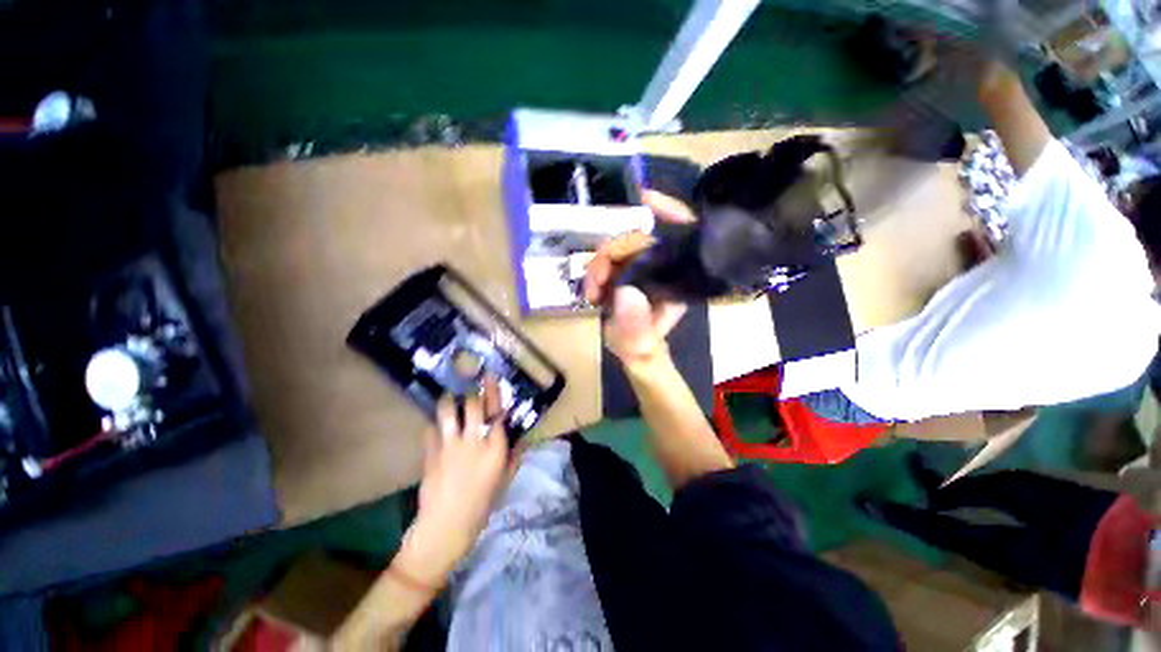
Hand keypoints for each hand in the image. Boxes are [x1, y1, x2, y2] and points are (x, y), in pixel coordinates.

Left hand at [401, 378, 508, 584]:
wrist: (445, 528)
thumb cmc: (481, 507)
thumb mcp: (504, 482)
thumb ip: (514, 457)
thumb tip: (520, 438)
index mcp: (494, 448)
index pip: (496, 411)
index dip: (493, 391)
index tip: (490, 377)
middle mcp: (473, 441)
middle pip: (471, 405)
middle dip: (472, 391)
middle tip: (471, 385)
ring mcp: (449, 445)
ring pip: (447, 411)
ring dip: (449, 400)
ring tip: (450, 396)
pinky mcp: (430, 453)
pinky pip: (430, 429)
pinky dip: (434, 424)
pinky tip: (436, 425)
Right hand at [583, 190, 694, 368]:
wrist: (630, 349)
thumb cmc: (643, 345)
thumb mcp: (640, 342)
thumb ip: (636, 327)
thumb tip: (626, 293)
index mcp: (677, 276)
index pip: (681, 233)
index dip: (668, 211)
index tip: (643, 199)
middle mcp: (661, 264)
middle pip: (640, 237)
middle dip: (613, 251)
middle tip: (596, 281)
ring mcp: (641, 264)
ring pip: (618, 245)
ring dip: (599, 264)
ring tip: (592, 292)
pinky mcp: (624, 269)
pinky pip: (608, 257)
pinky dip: (595, 268)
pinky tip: (591, 287)